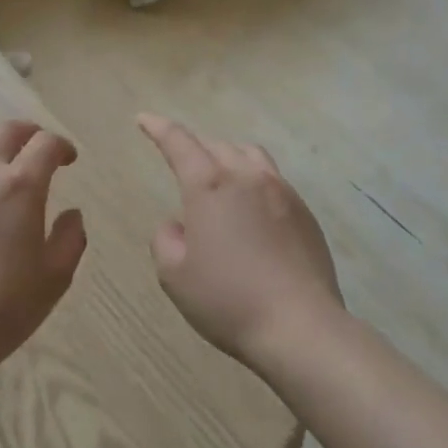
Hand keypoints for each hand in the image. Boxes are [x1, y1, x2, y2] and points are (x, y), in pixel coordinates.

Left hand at [0, 121, 87, 374]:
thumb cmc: (3, 308)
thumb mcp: (54, 278)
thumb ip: (70, 238)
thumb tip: (72, 214)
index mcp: (20, 186)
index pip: (45, 144)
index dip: (61, 146)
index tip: (68, 159)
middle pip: (6, 131)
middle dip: (28, 133)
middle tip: (37, 148)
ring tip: (0, 167)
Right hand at [138, 114, 344, 370]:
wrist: (300, 327)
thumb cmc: (228, 300)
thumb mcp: (174, 275)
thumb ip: (166, 238)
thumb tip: (179, 223)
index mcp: (209, 184)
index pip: (178, 142)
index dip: (158, 127)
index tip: (143, 119)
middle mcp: (246, 175)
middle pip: (215, 145)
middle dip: (195, 149)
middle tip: (183, 166)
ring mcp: (281, 190)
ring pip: (249, 155)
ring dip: (228, 157)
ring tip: (220, 178)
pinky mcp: (304, 211)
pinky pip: (273, 179)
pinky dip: (254, 181)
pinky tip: (252, 210)